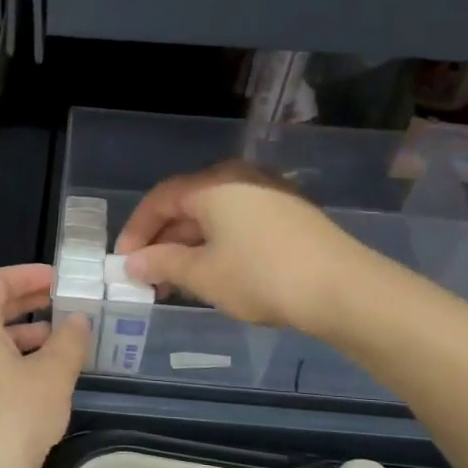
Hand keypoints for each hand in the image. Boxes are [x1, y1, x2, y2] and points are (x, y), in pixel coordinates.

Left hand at [0, 264, 89, 467]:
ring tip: (63, 339)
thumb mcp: (53, 376)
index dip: (25, 274)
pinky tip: (47, 377)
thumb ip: (69, 341)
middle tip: (64, 301)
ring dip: (26, 333)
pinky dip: (17, 359)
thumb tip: (78, 321)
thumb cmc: (13, 419)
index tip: (58, 278)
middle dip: (28, 302)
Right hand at [114, 162, 358, 334]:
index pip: (160, 199)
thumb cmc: (261, 276)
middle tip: (146, 277)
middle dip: (162, 242)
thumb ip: (162, 264)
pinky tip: (212, 275)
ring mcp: (268, 194)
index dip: (137, 230)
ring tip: (175, 284)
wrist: (343, 289)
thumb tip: (133, 263)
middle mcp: (239, 179)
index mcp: (214, 185)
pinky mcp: (288, 215)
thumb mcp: (203, 274)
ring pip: (213, 217)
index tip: (123, 262)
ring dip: (188, 247)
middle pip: (187, 205)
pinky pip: (238, 224)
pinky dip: (216, 246)